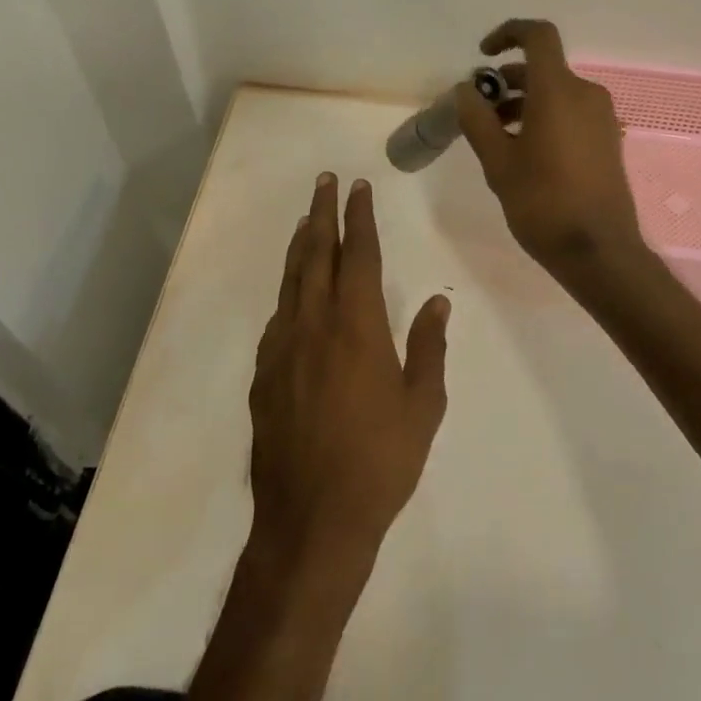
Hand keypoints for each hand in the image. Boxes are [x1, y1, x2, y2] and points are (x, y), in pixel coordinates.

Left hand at [248, 173, 449, 572]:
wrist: (312, 519)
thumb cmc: (380, 461)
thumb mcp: (422, 406)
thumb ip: (428, 348)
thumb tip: (436, 302)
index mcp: (357, 327)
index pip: (359, 256)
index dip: (359, 217)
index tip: (358, 187)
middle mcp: (314, 326)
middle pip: (316, 255)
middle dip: (322, 214)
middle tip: (324, 182)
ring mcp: (282, 350)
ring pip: (290, 282)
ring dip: (300, 246)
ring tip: (306, 220)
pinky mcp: (263, 376)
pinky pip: (277, 318)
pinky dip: (287, 292)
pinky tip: (293, 292)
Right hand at [455, 18, 646, 280]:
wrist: (598, 250)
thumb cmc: (543, 203)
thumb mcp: (498, 163)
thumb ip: (477, 120)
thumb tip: (465, 90)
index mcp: (558, 91)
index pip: (537, 36)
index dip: (508, 34)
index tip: (483, 55)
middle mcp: (586, 94)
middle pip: (543, 68)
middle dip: (507, 82)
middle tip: (479, 113)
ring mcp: (602, 118)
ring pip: (556, 93)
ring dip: (524, 103)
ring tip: (496, 138)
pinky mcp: (608, 140)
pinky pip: (572, 113)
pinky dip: (545, 118)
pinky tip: (526, 154)